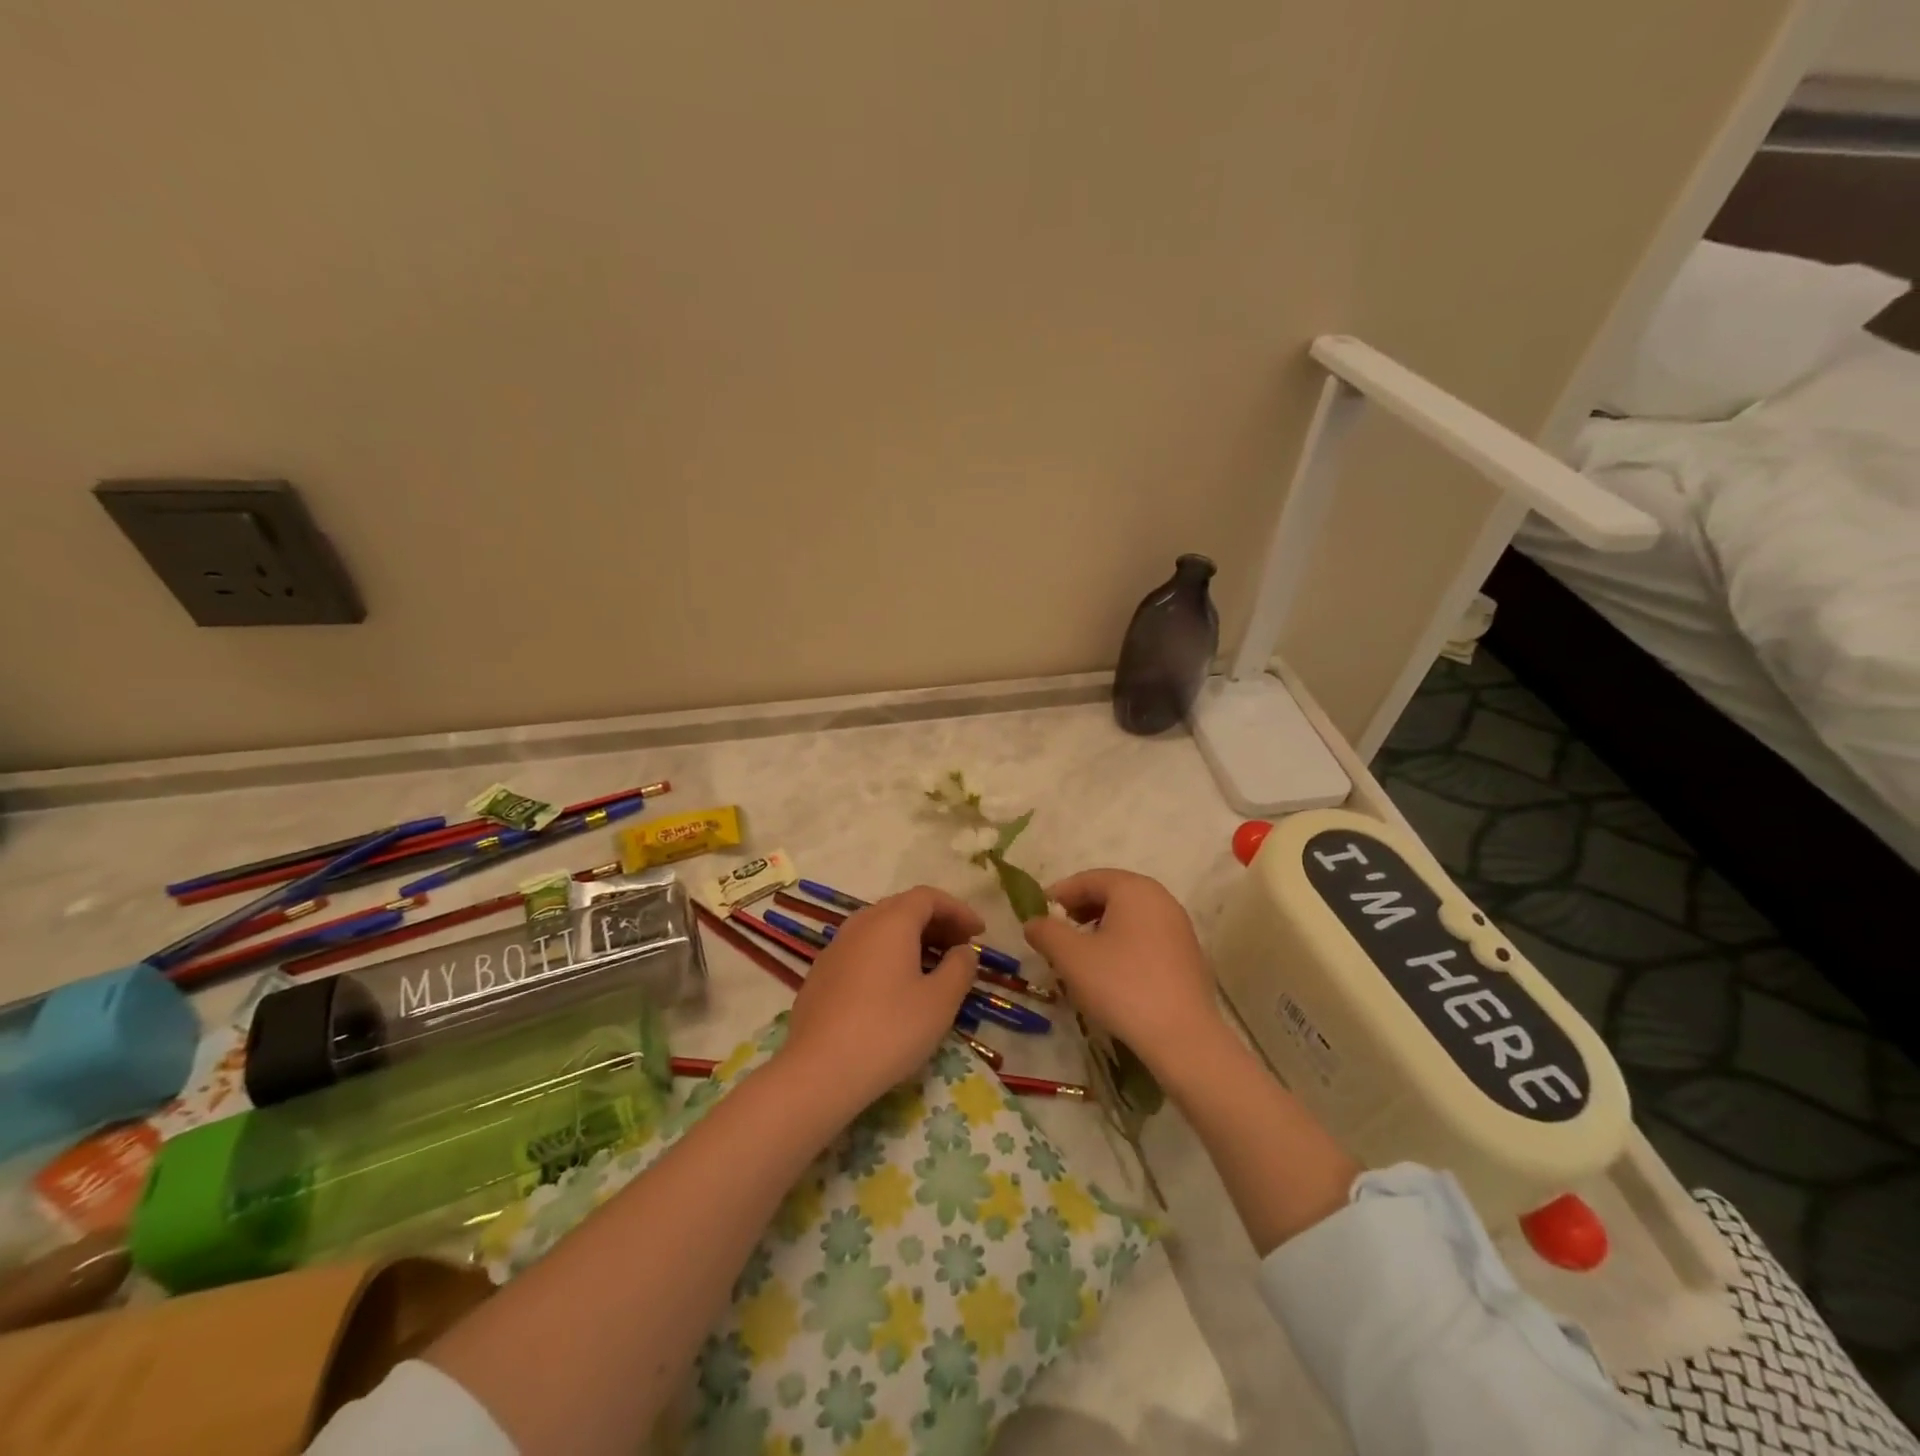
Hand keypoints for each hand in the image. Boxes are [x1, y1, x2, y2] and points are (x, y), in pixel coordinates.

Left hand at [781, 886, 983, 1107]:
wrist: (818, 1072)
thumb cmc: (889, 1031)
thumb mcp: (939, 1002)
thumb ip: (959, 968)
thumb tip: (963, 951)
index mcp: (891, 921)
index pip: (928, 897)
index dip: (958, 910)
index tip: (979, 933)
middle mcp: (860, 924)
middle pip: (903, 908)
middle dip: (936, 923)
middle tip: (960, 948)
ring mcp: (835, 948)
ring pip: (880, 929)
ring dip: (911, 939)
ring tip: (932, 967)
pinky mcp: (821, 974)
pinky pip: (862, 950)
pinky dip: (887, 955)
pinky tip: (895, 987)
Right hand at [1022, 869, 1226, 1077]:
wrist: (1182, 1037)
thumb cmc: (1121, 986)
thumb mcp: (1071, 958)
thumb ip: (1046, 932)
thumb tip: (1033, 922)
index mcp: (1134, 889)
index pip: (1088, 879)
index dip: (1059, 894)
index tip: (1039, 915)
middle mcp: (1161, 898)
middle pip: (1111, 894)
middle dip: (1080, 910)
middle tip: (1058, 934)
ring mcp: (1179, 926)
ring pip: (1130, 916)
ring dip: (1101, 928)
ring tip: (1081, 955)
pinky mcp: (1188, 954)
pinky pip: (1147, 936)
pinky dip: (1123, 943)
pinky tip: (1112, 972)